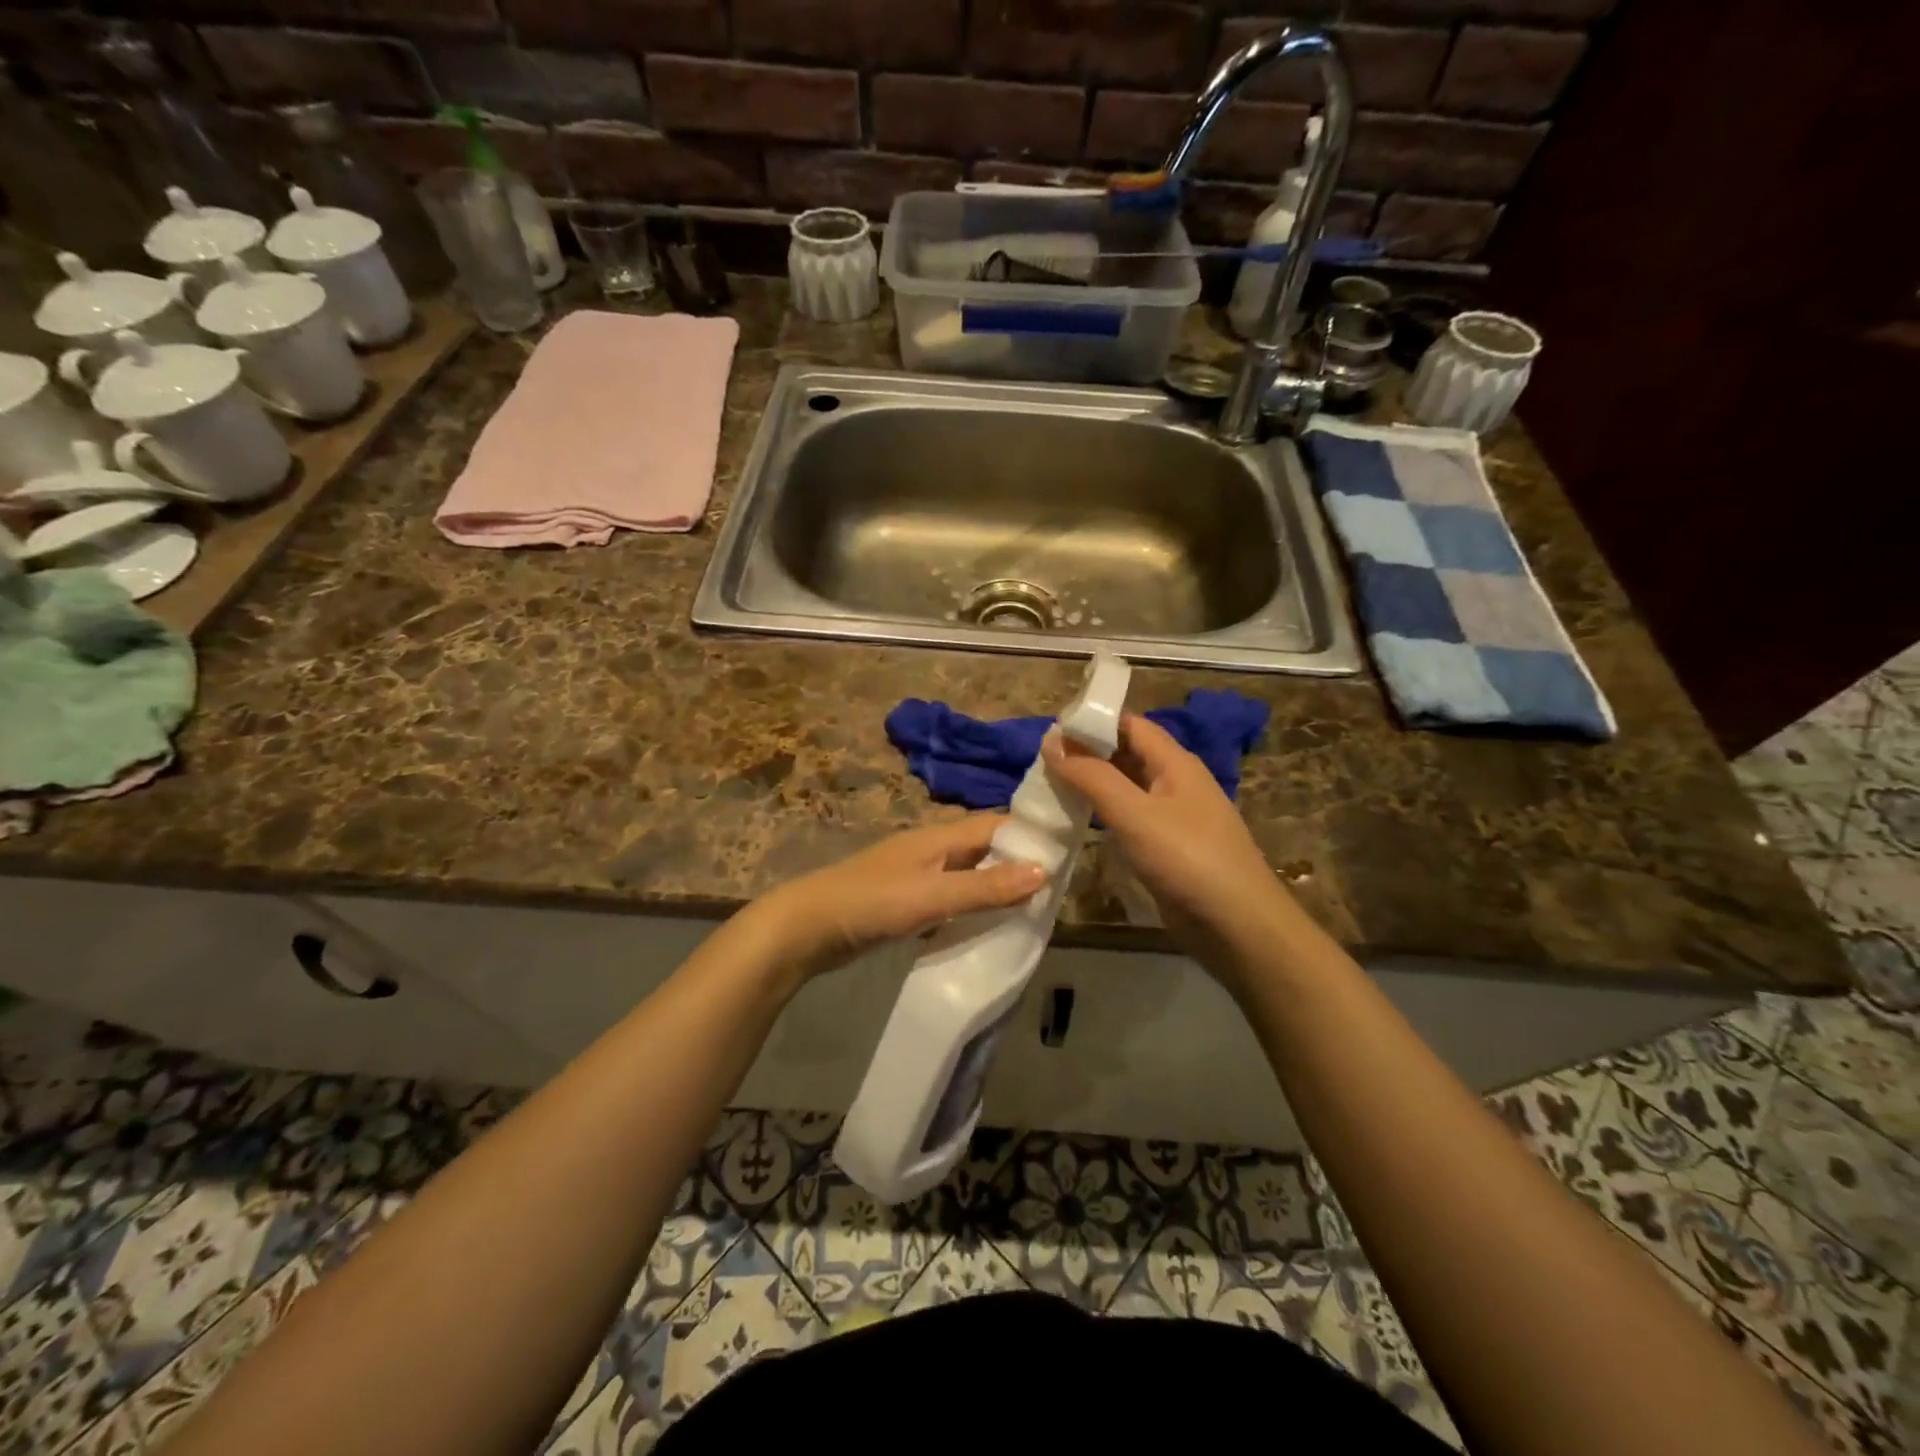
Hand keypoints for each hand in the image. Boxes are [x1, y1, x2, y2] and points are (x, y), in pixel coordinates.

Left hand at [752, 815, 1047, 980]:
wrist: (806, 929)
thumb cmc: (870, 903)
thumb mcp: (931, 895)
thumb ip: (985, 887)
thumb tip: (1044, 871)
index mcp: (939, 836)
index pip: (996, 823)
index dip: (1030, 833)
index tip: (1067, 850)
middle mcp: (932, 849)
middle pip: (985, 848)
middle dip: (1019, 862)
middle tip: (1057, 889)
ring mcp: (917, 875)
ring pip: (969, 874)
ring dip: (997, 887)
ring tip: (1033, 910)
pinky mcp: (906, 901)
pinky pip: (952, 897)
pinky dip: (973, 907)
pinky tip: (988, 927)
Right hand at [1043, 714, 1294, 974]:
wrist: (1238, 926)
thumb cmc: (1187, 860)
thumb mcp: (1135, 813)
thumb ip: (1092, 777)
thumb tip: (1051, 741)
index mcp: (1175, 763)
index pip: (1130, 725)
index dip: (1092, 721)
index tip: (1049, 730)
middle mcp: (1176, 782)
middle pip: (1128, 754)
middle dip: (1088, 752)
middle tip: (1041, 760)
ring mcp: (1174, 817)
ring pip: (1127, 787)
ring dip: (1093, 783)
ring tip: (1050, 786)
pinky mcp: (1168, 848)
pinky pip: (1131, 818)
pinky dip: (1104, 814)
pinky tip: (1079, 822)